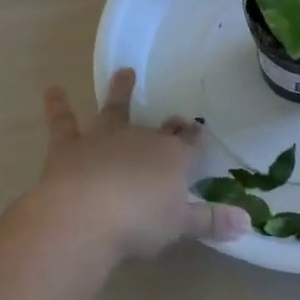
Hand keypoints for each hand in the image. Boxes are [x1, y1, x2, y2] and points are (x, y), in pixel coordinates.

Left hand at [33, 68, 249, 261]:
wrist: (85, 216)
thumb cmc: (139, 223)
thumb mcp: (180, 227)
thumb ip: (211, 222)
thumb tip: (247, 223)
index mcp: (173, 159)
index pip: (191, 145)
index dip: (196, 140)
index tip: (199, 134)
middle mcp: (141, 140)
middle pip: (160, 130)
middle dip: (170, 125)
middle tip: (175, 120)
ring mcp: (104, 139)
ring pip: (115, 110)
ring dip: (120, 92)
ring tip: (124, 72)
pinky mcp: (70, 147)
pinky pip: (64, 122)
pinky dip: (58, 105)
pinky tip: (52, 89)